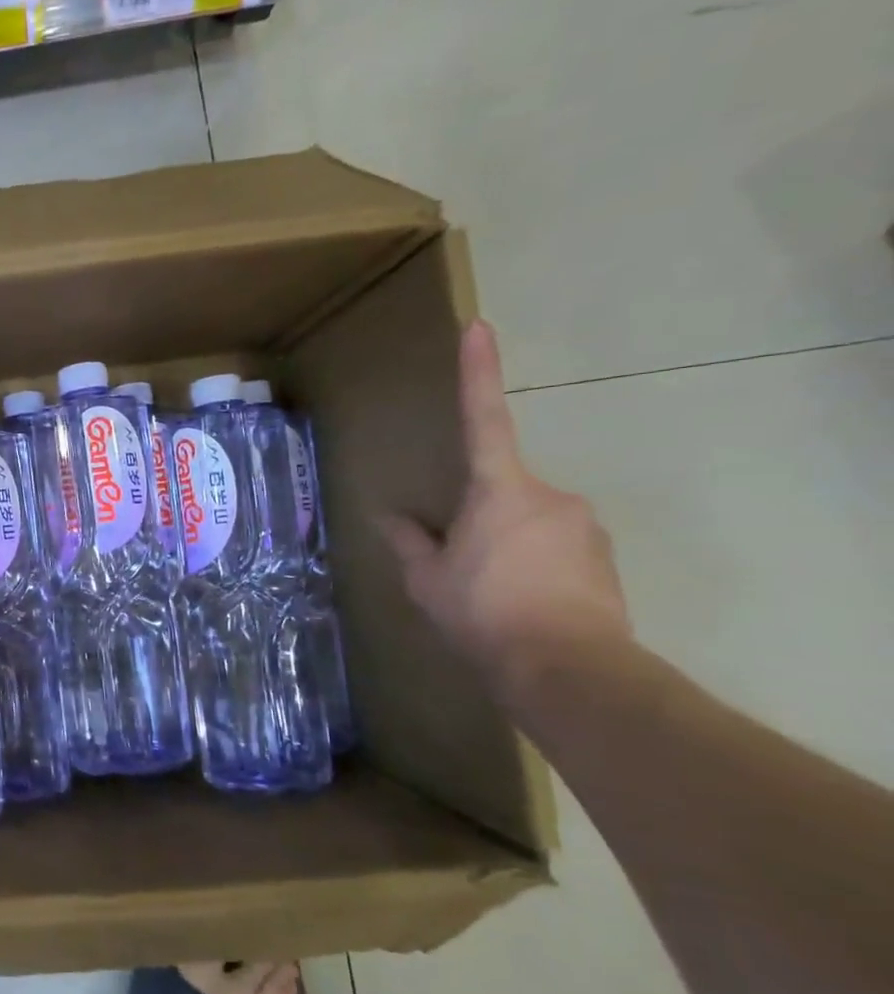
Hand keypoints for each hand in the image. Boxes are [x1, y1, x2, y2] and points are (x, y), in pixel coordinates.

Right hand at [379, 320, 630, 700]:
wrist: (567, 668)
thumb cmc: (483, 612)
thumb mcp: (427, 580)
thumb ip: (409, 542)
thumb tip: (388, 517)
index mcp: (499, 490)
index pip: (485, 419)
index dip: (478, 372)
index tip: (479, 326)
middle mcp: (549, 495)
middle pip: (505, 492)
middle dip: (481, 520)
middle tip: (461, 567)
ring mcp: (583, 525)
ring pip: (531, 523)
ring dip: (507, 547)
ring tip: (490, 596)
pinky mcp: (605, 557)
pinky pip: (557, 548)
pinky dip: (534, 566)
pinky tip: (520, 604)